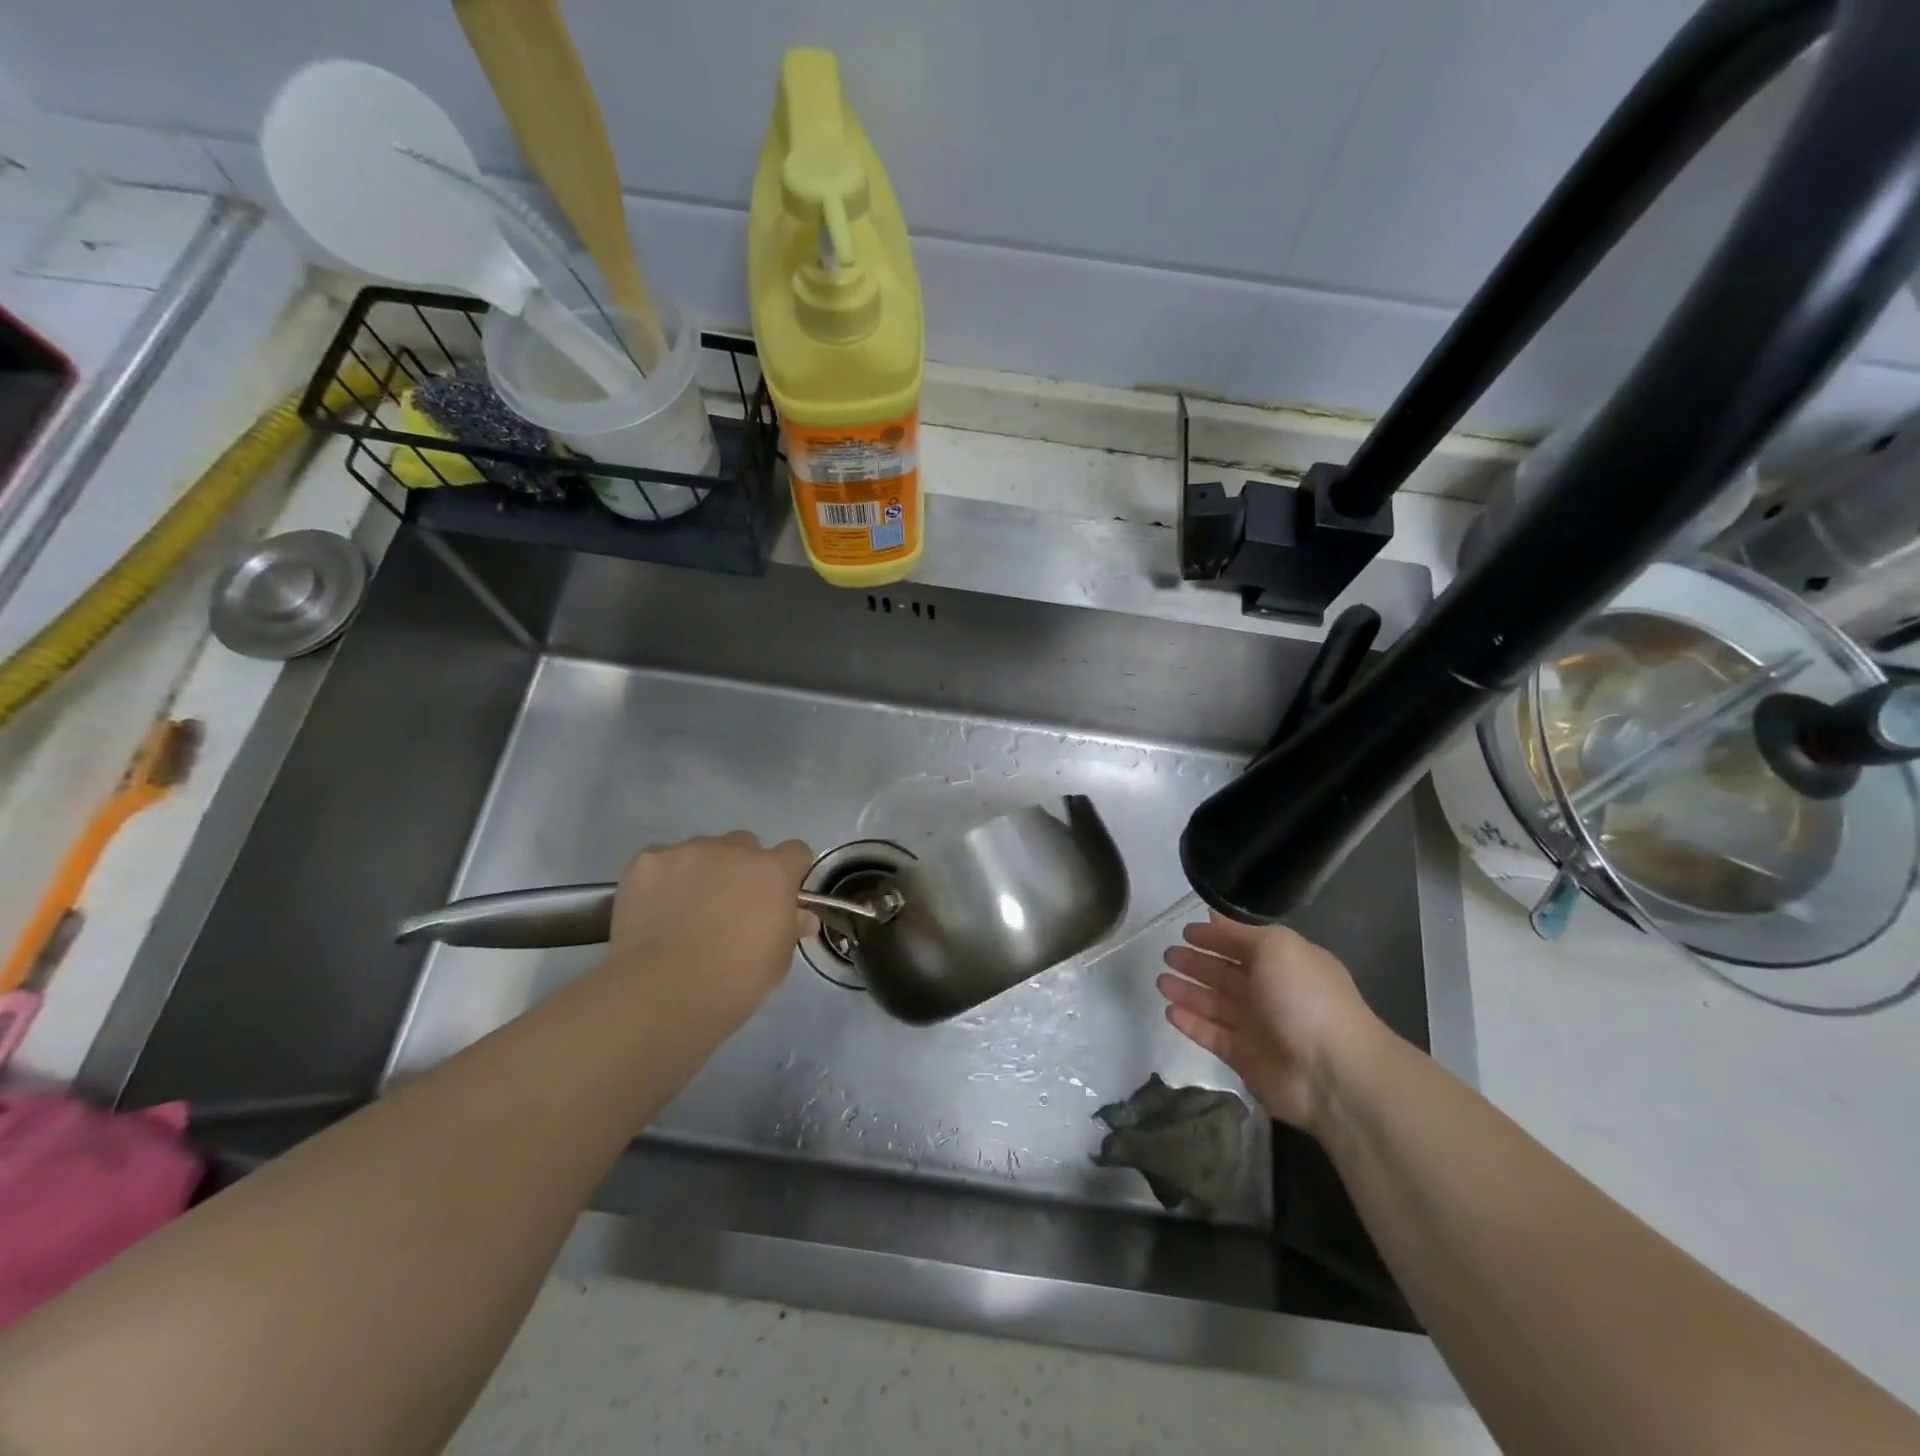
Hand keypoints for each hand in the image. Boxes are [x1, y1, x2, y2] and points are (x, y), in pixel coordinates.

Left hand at [603, 832, 813, 1029]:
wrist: (663, 994)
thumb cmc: (734, 983)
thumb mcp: (778, 961)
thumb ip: (790, 927)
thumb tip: (800, 916)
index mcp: (773, 871)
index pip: (795, 852)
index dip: (788, 873)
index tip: (778, 898)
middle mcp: (733, 849)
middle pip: (745, 846)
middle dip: (741, 870)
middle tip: (728, 909)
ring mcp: (687, 851)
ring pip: (701, 852)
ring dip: (701, 873)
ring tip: (684, 913)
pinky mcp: (647, 861)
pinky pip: (661, 862)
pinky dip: (662, 881)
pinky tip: (654, 913)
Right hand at [1157, 914, 1383, 1135]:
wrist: (1331, 1071)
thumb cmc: (1304, 997)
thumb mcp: (1276, 947)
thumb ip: (1240, 933)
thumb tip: (1213, 916)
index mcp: (1285, 963)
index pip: (1243, 945)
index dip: (1216, 937)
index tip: (1186, 931)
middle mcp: (1271, 992)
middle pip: (1226, 974)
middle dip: (1197, 963)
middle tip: (1167, 955)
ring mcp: (1258, 1027)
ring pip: (1215, 1004)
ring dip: (1188, 991)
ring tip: (1160, 981)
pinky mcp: (1245, 1057)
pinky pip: (1212, 1035)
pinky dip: (1192, 1023)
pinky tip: (1169, 1011)